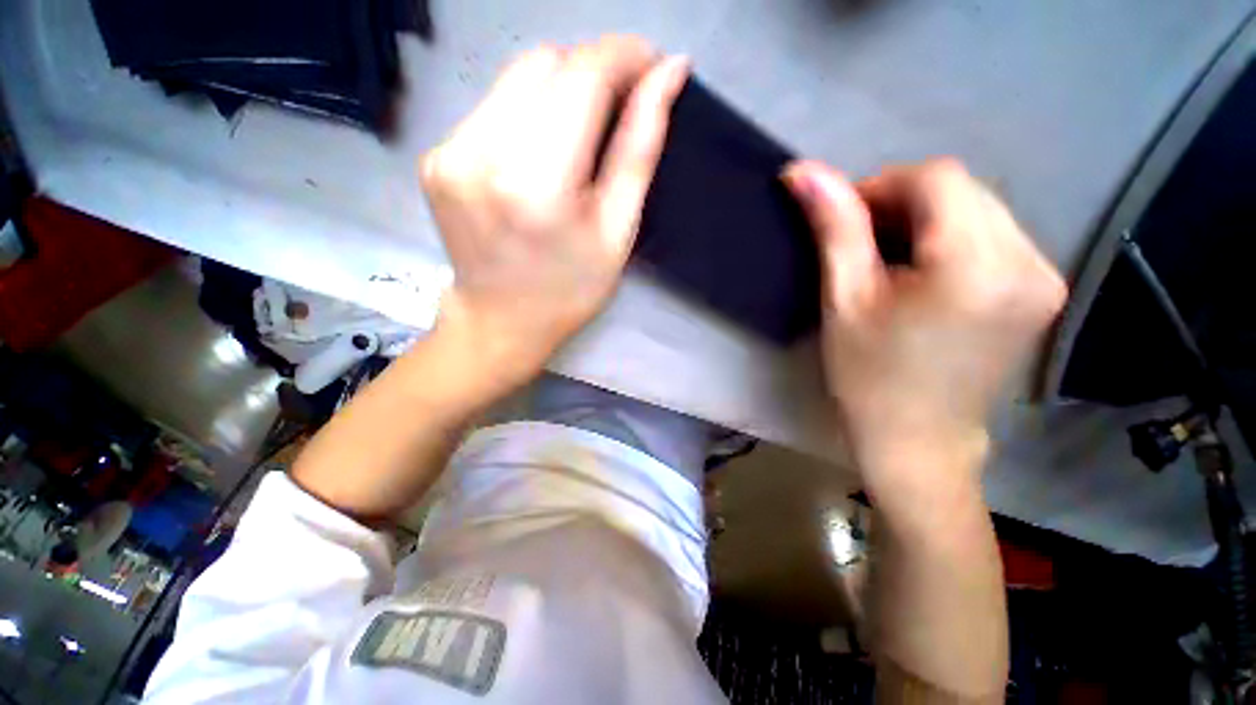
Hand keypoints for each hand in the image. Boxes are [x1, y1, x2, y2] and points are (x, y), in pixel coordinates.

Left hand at [420, 37, 688, 383]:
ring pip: (517, 77)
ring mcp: (449, 152)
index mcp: (537, 185)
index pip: (582, 75)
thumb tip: (669, 74)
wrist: (501, 321)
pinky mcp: (437, 156)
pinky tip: (543, 150)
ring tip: (583, 132)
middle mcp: (482, 155)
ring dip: (562, 89)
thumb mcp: (618, 231)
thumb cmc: (570, 289)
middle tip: (621, 104)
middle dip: (594, 70)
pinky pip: (494, 106)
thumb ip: (640, 148)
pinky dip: (530, 112)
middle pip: (545, 63)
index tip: (653, 64)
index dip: (624, 55)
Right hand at [783, 159, 1066, 493]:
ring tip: (888, 260)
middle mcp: (1029, 261)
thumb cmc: (869, 377)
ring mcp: (1044, 275)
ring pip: (978, 206)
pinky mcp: (1042, 288)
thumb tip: (802, 172)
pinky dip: (951, 236)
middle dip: (903, 201)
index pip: (936, 178)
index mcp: (977, 267)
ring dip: (926, 218)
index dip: (881, 186)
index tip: (844, 220)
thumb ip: (833, 229)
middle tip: (861, 243)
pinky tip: (922, 271)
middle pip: (962, 188)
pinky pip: (994, 232)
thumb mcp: (844, 301)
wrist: (918, 440)